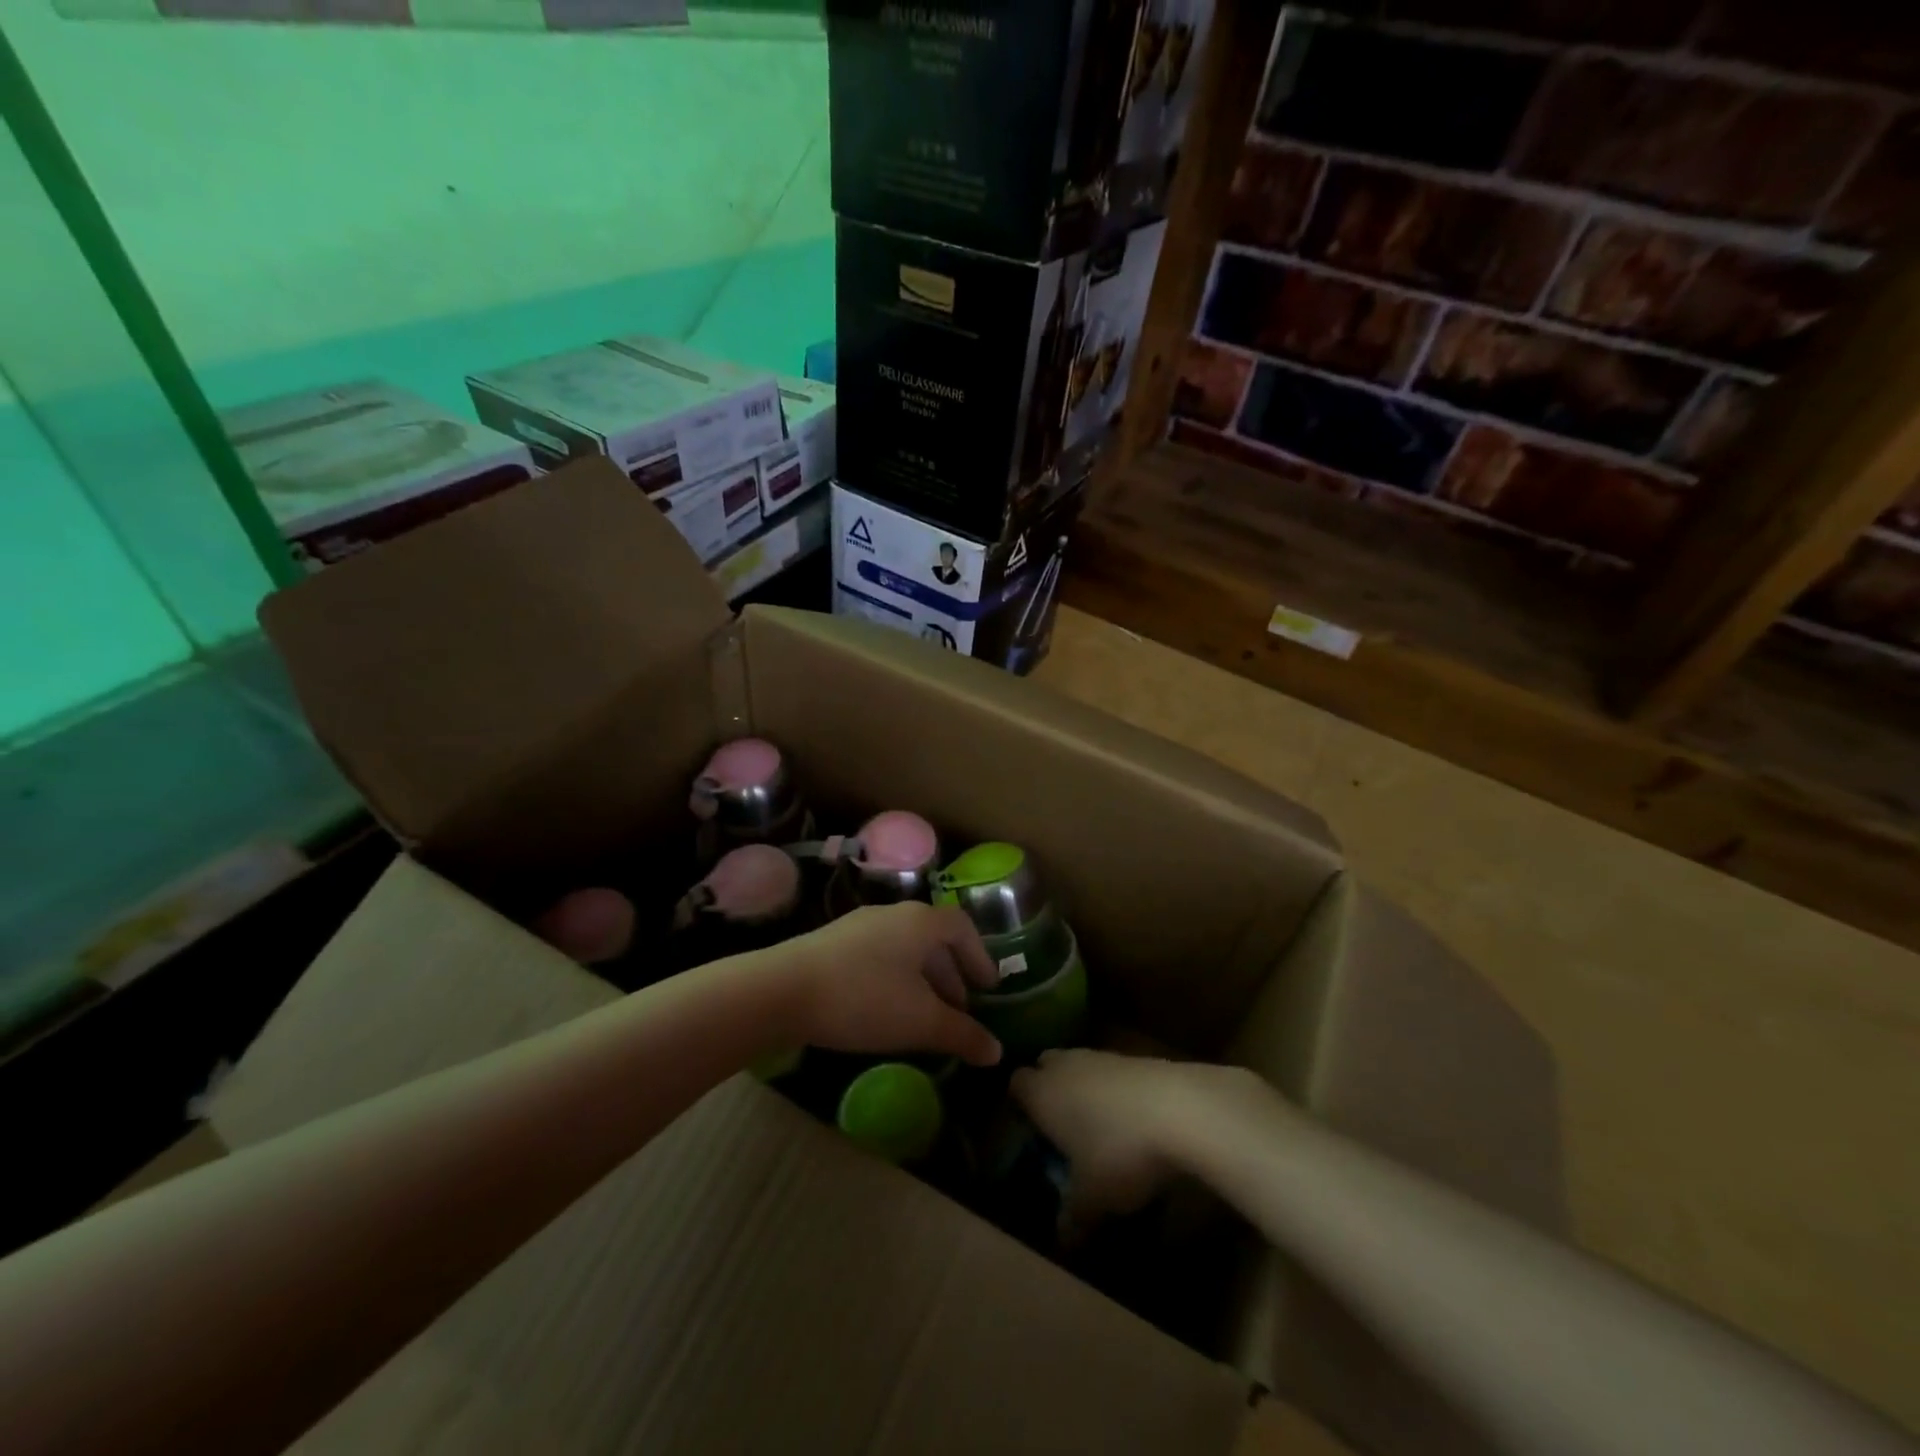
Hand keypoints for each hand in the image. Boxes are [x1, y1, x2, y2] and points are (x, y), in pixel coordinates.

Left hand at [780, 903, 1002, 1066]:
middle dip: (950, 974)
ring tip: (923, 1015)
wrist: (781, 990)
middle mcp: (893, 914)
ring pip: (904, 948)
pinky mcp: (832, 942)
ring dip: (921, 979)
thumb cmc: (864, 999)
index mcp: (921, 922)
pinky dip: (894, 978)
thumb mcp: (920, 1022)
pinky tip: (884, 1010)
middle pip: (932, 938)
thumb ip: (962, 1034)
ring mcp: (859, 925)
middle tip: (958, 1009)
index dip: (979, 957)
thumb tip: (995, 1051)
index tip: (988, 987)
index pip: (962, 928)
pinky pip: (878, 955)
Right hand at [1011, 1050, 1274, 1221]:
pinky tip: (1133, 1120)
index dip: (1020, 1104)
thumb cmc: (1119, 1151)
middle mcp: (1065, 1066)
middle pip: (1046, 1065)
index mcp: (1041, 1092)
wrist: (1180, 1108)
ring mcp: (1102, 1056)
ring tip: (1099, 1127)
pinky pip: (1112, 1071)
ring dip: (1084, 1088)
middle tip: (1061, 1126)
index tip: (1029, 1130)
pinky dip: (1115, 1090)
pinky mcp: (1135, 1057)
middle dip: (1050, 1089)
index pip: (1016, 1084)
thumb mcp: (1092, 1197)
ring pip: (1080, 1066)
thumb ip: (1072, 1216)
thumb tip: (1062, 1237)